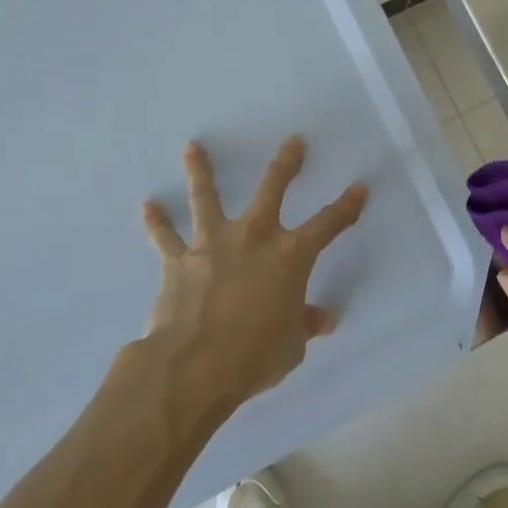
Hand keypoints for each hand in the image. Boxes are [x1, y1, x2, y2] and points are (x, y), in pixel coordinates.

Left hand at [141, 137, 366, 420]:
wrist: (193, 366)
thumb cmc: (254, 356)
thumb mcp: (291, 345)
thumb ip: (306, 324)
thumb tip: (324, 319)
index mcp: (290, 256)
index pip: (328, 224)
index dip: (346, 207)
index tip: (359, 188)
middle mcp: (253, 237)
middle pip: (272, 188)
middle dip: (286, 163)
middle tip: (293, 141)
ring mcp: (213, 244)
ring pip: (206, 197)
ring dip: (200, 171)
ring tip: (192, 147)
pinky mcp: (178, 261)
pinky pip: (164, 237)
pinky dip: (156, 222)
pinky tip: (147, 207)